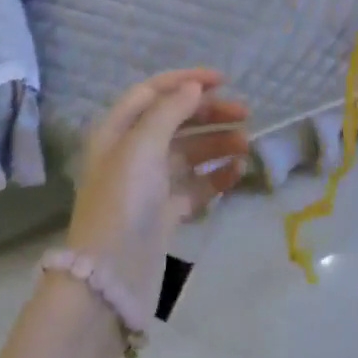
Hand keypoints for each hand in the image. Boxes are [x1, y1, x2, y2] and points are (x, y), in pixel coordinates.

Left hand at [66, 69, 249, 303]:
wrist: (111, 276)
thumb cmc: (123, 200)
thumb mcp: (143, 146)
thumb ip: (170, 111)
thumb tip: (194, 88)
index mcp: (117, 131)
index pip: (152, 92)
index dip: (186, 81)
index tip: (223, 81)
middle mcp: (131, 153)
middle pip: (175, 121)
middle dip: (209, 114)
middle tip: (245, 115)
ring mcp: (148, 184)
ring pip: (189, 153)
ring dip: (217, 144)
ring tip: (246, 146)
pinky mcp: (164, 213)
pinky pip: (195, 186)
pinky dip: (215, 176)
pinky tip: (237, 172)